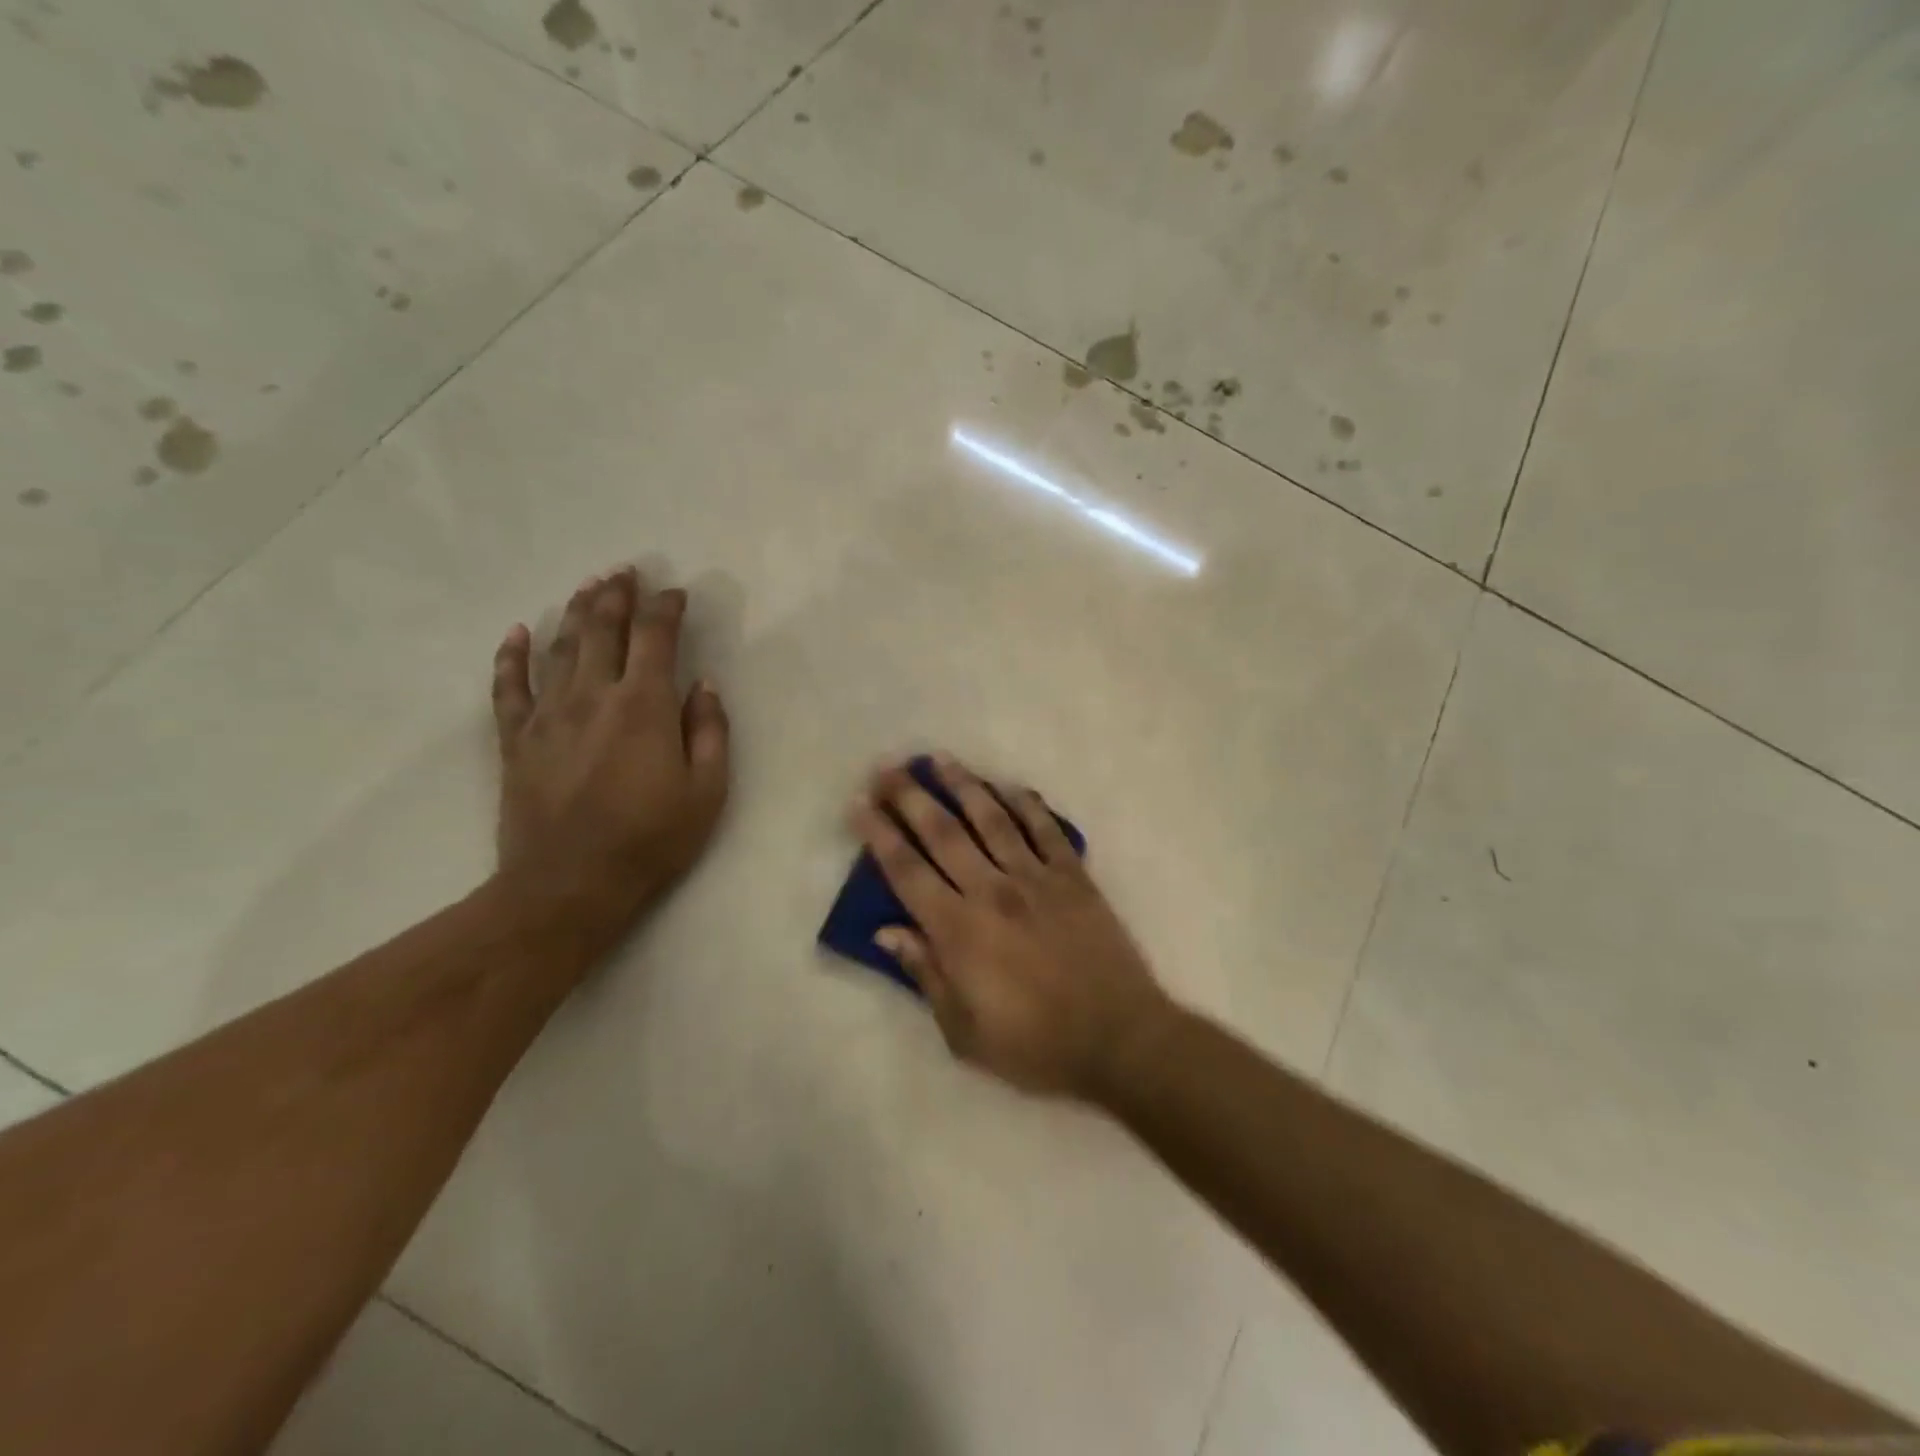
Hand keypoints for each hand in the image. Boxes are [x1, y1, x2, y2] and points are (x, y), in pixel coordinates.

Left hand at [491, 568, 729, 944]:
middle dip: (616, 596)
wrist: (568, 886)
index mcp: (644, 707)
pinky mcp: (516, 740)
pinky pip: (509, 688)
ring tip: (588, 588)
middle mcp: (593, 697)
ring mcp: (548, 716)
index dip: (665, 608)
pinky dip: (512, 657)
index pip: (655, 638)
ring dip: (575, 612)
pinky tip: (518, 633)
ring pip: (560, 648)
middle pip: (602, 630)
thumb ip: (710, 732)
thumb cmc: (651, 840)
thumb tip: (704, 686)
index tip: (675, 592)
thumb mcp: (707, 792)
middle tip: (625, 572)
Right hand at [852, 754, 1173, 1100]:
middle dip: (910, 796)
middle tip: (887, 767)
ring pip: (992, 819)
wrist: (1119, 1039)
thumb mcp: (964, 1032)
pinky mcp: (1074, 877)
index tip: (858, 804)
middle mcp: (992, 891)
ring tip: (939, 758)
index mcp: (959, 930)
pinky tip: (1010, 786)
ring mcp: (1036, 879)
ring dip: (963, 785)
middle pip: (943, 832)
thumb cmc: (1035, 1045)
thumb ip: (925, 974)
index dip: (878, 834)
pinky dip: (1027, 804)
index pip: (906, 871)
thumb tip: (887, 931)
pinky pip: (1046, 830)